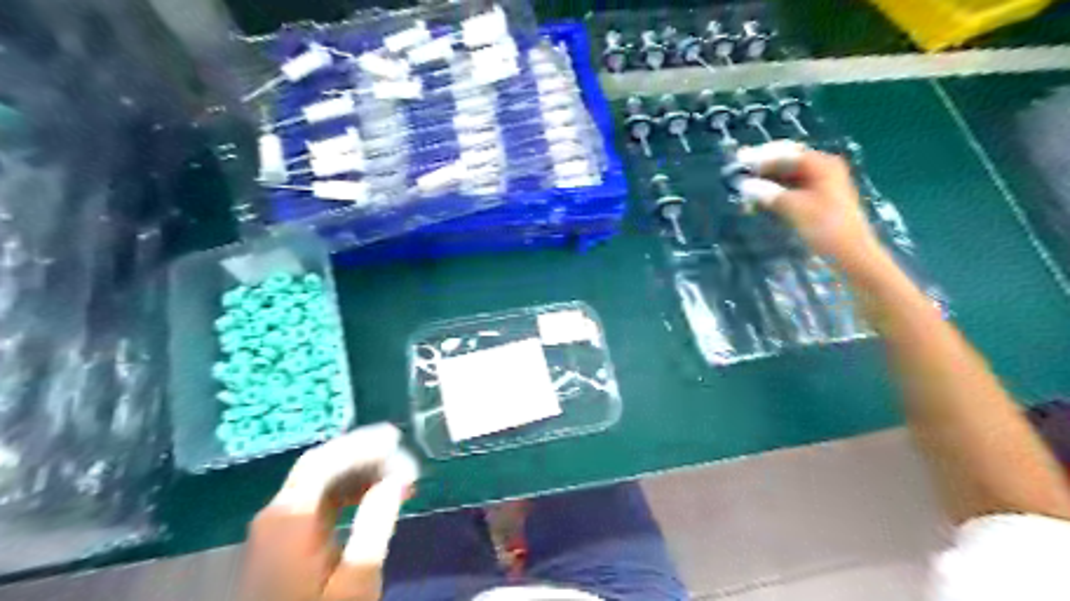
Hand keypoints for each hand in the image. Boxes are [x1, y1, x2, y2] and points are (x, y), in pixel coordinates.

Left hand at [240, 422, 418, 600]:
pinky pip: (319, 498)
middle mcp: (276, 513)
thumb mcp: (356, 581)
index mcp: (288, 519)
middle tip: (406, 460)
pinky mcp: (283, 538)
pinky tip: (375, 495)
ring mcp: (276, 525)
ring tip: (400, 478)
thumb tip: (396, 478)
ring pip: (321, 480)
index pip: (323, 462)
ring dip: (361, 473)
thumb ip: (375, 525)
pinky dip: (349, 491)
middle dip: (365, 456)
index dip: (360, 445)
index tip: (398, 439)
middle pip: (321, 466)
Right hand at [737, 142, 887, 271]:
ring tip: (743, 193)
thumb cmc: (826, 227)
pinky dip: (773, 196)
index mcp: (822, 165)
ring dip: (765, 185)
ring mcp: (820, 186)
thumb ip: (768, 194)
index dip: (760, 157)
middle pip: (786, 163)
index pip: (786, 152)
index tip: (738, 162)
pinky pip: (789, 192)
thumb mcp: (794, 208)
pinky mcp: (816, 202)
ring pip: (786, 179)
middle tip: (738, 175)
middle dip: (761, 170)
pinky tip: (757, 204)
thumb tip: (744, 185)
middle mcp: (822, 170)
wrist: (851, 254)